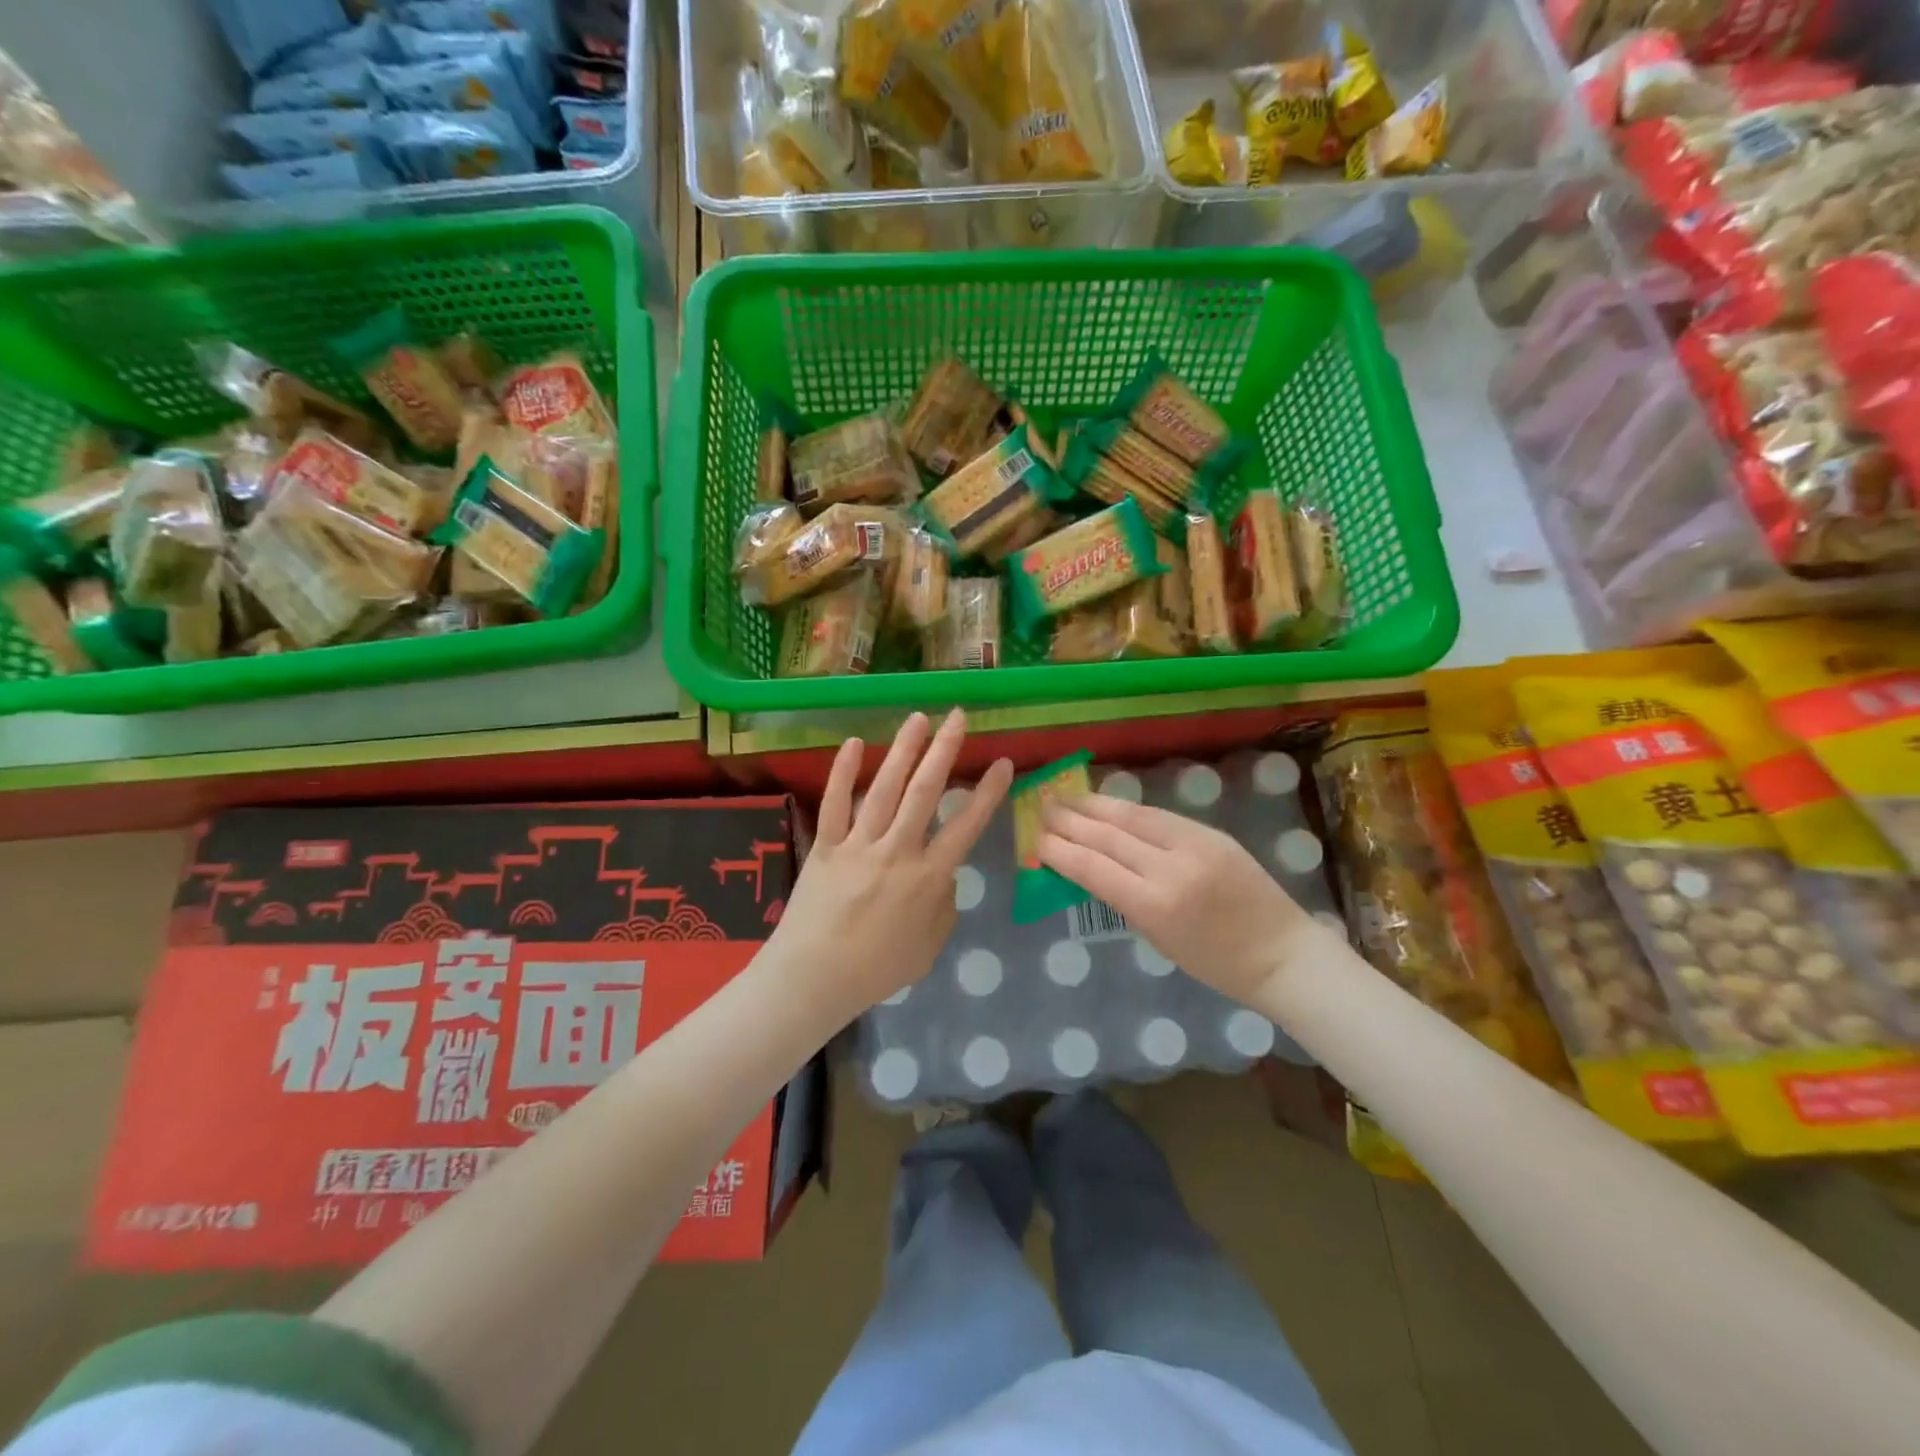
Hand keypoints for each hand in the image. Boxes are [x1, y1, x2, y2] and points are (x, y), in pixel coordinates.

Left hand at [770, 710, 1012, 1021]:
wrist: (813, 979)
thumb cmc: (876, 970)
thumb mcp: (929, 947)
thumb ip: (944, 906)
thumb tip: (943, 875)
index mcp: (928, 878)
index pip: (966, 826)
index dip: (988, 793)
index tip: (1003, 763)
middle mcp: (897, 851)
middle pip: (925, 792)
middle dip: (945, 750)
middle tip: (959, 717)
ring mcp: (858, 845)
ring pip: (885, 788)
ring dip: (903, 750)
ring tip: (919, 718)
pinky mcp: (825, 845)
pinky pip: (834, 803)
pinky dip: (843, 772)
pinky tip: (853, 744)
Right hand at [1038, 794, 1317, 1005]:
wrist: (1280, 952)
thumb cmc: (1215, 963)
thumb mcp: (1157, 938)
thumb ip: (1122, 899)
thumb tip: (1086, 868)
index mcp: (1154, 906)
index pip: (1093, 868)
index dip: (1060, 851)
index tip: (1036, 841)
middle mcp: (1170, 869)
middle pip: (1108, 837)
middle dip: (1070, 821)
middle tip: (1042, 808)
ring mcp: (1193, 845)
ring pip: (1132, 817)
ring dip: (1095, 806)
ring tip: (1067, 798)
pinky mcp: (1210, 833)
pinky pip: (1158, 816)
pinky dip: (1128, 810)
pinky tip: (1108, 805)